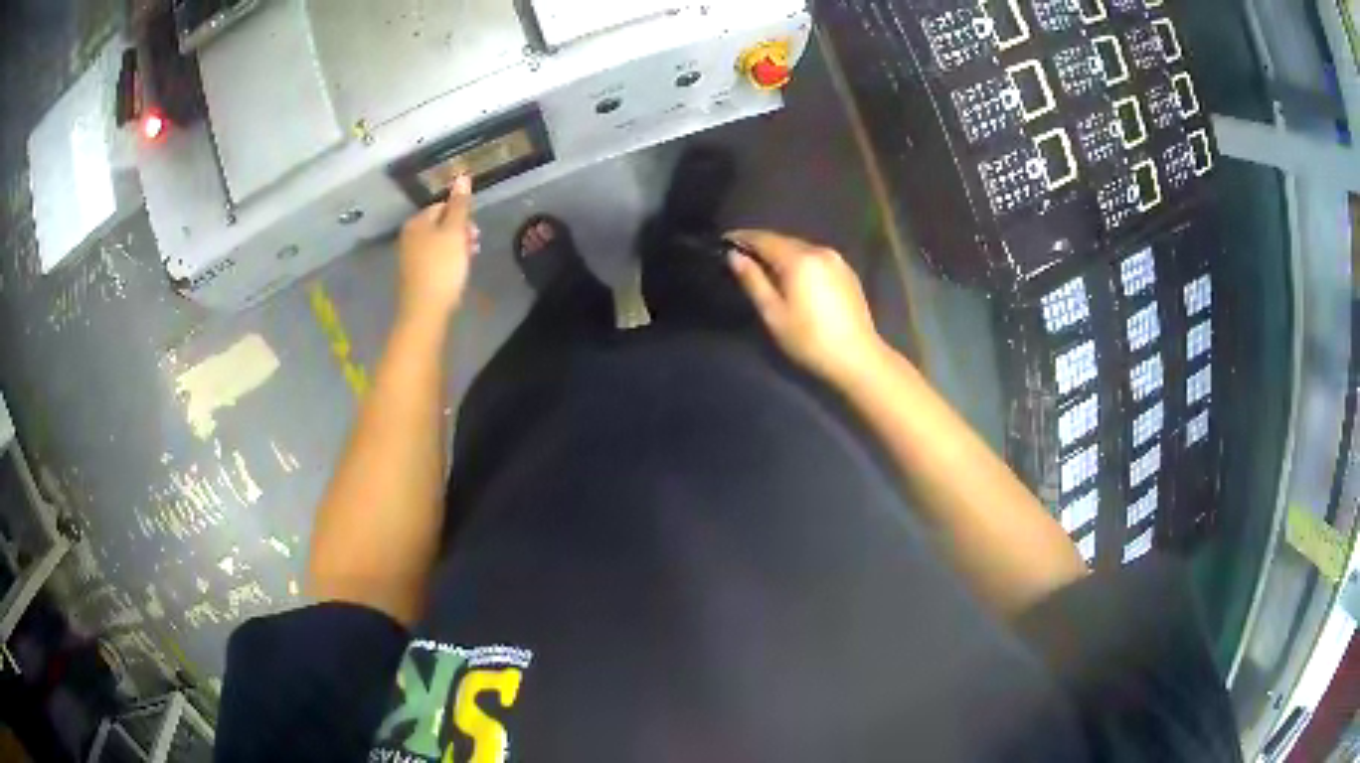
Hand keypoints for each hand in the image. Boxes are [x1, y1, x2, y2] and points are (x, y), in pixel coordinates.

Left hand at [397, 174, 479, 321]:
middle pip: (441, 224)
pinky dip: (447, 262)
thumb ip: (460, 204)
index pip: (443, 206)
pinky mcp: (415, 276)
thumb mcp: (454, 231)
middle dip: (460, 232)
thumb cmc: (442, 267)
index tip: (474, 233)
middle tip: (474, 247)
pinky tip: (456, 273)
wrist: (425, 311)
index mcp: (417, 222)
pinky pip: (434, 260)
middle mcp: (409, 236)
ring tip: (468, 261)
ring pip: (439, 243)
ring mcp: (410, 257)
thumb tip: (463, 175)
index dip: (462, 216)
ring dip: (456, 248)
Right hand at [727, 230, 885, 383]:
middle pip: (783, 240)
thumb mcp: (773, 313)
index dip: (742, 238)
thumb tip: (734, 256)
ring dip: (781, 254)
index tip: (723, 241)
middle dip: (761, 246)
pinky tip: (794, 279)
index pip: (763, 238)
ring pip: (800, 249)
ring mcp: (837, 260)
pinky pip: (816, 259)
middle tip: (741, 257)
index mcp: (799, 259)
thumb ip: (752, 280)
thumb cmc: (809, 340)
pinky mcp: (847, 273)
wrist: (857, 358)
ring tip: (765, 268)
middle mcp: (819, 251)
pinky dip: (800, 262)